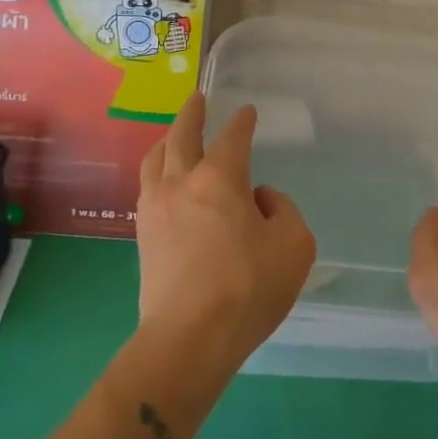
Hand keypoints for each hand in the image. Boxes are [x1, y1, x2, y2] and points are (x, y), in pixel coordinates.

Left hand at [135, 93, 316, 375]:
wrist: (188, 339)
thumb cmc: (247, 288)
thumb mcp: (294, 245)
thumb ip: (283, 211)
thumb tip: (259, 199)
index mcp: (220, 177)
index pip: (233, 137)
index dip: (243, 121)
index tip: (248, 112)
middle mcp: (183, 182)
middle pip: (182, 135)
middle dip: (192, 113)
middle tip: (197, 98)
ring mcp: (157, 208)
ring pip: (156, 158)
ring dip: (168, 139)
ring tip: (174, 135)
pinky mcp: (143, 236)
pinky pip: (147, 186)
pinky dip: (157, 170)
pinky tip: (163, 180)